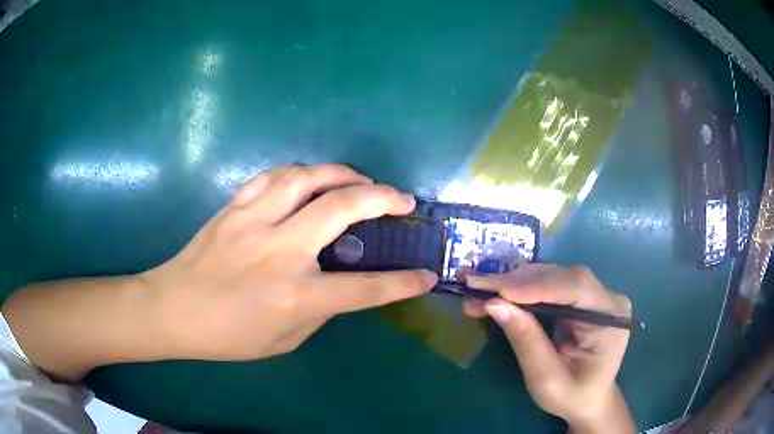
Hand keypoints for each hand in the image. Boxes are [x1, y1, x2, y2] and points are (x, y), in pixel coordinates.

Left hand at [142, 163, 437, 360]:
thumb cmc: (228, 336)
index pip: (364, 290)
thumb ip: (320, 311)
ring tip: (360, 181)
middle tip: (402, 200)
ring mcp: (253, 221)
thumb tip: (343, 284)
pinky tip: (310, 180)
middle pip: (342, 208)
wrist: (173, 309)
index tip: (425, 275)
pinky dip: (302, 172)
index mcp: (294, 296)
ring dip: (344, 173)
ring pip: (308, 177)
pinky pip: (274, 174)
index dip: (402, 284)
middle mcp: (279, 251)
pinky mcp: (235, 206)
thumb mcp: (283, 341)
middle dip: (383, 199)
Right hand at [463, 264, 633, 433]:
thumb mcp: (547, 379)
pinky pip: (549, 286)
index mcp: (610, 317)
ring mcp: (594, 295)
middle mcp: (606, 297)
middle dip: (517, 282)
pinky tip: (497, 293)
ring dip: (514, 283)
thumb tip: (493, 304)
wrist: (588, 400)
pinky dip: (520, 290)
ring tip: (480, 290)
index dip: (537, 285)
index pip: (577, 287)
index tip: (496, 290)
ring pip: (552, 277)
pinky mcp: (580, 298)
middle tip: (476, 287)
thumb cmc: (572, 396)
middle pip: (561, 277)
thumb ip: (526, 341)